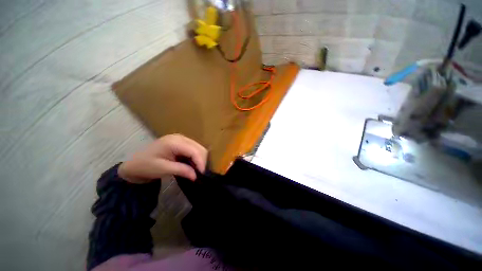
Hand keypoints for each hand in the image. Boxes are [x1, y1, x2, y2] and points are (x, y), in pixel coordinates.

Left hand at [118, 134, 207, 182]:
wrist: (134, 164)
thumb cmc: (145, 166)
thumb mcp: (162, 169)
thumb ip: (181, 170)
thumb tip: (196, 176)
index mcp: (174, 142)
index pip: (194, 151)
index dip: (200, 162)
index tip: (201, 175)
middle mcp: (180, 137)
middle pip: (199, 148)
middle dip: (201, 161)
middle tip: (199, 174)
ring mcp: (181, 139)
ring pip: (199, 148)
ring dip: (199, 159)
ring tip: (196, 170)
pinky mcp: (181, 142)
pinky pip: (194, 149)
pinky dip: (195, 157)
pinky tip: (192, 165)